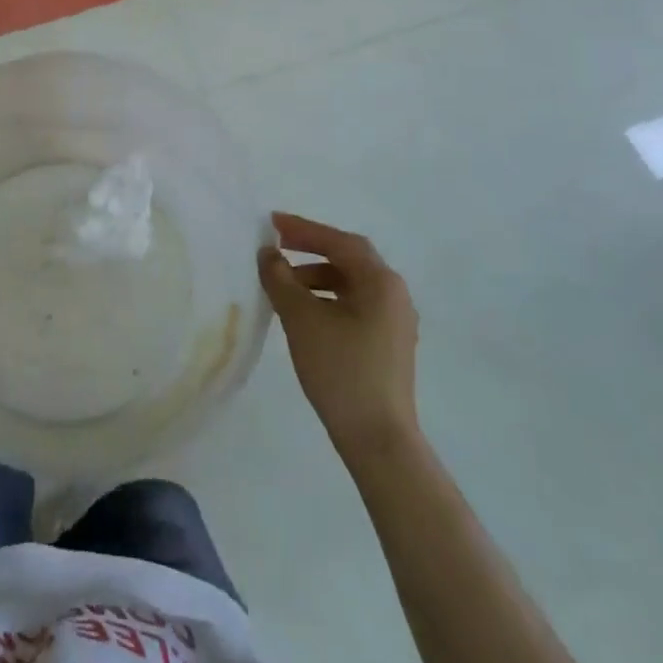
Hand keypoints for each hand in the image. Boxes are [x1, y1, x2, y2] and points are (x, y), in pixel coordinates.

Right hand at [259, 211, 419, 460]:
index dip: (304, 229)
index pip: (339, 241)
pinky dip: (327, 299)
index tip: (272, 223)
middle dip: (310, 250)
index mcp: (381, 282)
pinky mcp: (387, 345)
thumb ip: (280, 279)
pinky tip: (303, 313)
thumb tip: (268, 254)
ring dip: (316, 277)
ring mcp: (394, 322)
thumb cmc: (341, 370)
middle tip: (276, 247)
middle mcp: (394, 295)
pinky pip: (354, 306)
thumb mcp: (302, 319)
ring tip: (283, 286)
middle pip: (348, 259)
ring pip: (350, 284)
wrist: (377, 439)